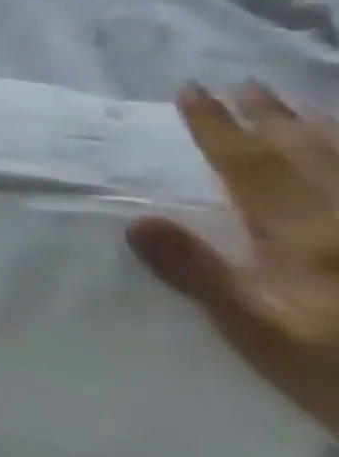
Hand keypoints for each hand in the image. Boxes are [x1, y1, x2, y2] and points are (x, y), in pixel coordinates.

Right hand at [127, 85, 338, 435]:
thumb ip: (200, 275)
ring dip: (321, 131)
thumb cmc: (338, 373)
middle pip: (306, 156)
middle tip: (241, 83)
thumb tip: (138, 219)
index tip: (190, 91)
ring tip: (299, 104)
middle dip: (269, 118)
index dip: (216, 127)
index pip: (249, 166)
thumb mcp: (258, 333)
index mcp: (302, 235)